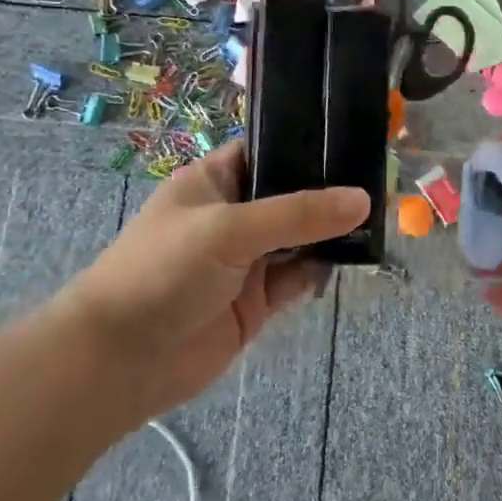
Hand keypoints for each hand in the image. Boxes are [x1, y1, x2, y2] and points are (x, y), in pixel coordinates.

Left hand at [63, 142, 368, 420]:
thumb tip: (362, 199)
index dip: (305, 145)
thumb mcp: (229, 229)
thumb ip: (297, 214)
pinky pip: (297, 278)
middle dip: (328, 192)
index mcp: (213, 181)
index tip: (354, 139)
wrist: (120, 361)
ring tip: (380, 217)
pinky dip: (320, 270)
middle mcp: (232, 215)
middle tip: (381, 180)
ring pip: (298, 238)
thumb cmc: (164, 270)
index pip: (266, 150)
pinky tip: (353, 257)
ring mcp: (245, 260)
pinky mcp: (255, 302)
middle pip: (289, 195)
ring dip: (330, 232)